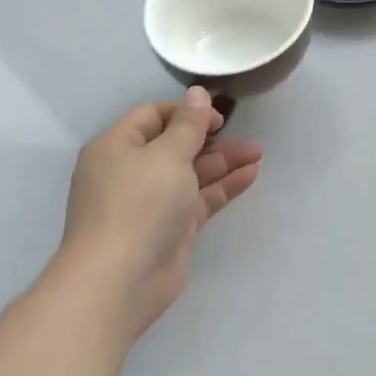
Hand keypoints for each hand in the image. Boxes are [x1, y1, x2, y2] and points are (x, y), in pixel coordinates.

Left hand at [57, 87, 261, 338]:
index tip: (218, 116)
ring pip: (192, 172)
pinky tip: (251, 175)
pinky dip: (223, 185)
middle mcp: (131, 171)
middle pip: (176, 144)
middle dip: (212, 138)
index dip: (187, 111)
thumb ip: (189, 123)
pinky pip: (200, 198)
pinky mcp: (170, 229)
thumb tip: (198, 93)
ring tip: (258, 153)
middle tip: (243, 136)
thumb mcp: (167, 154)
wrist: (119, 282)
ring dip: (224, 161)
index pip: (153, 115)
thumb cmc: (138, 204)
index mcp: (117, 147)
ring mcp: (151, 202)